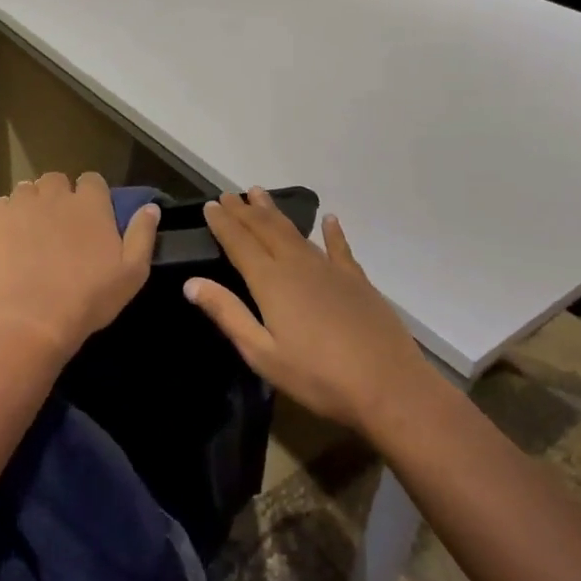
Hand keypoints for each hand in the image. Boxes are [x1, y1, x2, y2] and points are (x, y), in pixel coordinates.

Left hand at [0, 171, 159, 359]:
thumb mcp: (132, 272)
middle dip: (58, 197)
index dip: (91, 196)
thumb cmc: (90, 297)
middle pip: (56, 180)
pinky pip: (0, 205)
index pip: (92, 180)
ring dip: (31, 204)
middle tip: (58, 226)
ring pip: (27, 190)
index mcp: (91, 203)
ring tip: (30, 232)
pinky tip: (8, 239)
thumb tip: (151, 207)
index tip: (89, 218)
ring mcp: (22, 203)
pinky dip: (5, 216)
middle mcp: (56, 194)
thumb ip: (142, 234)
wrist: (33, 318)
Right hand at [184, 189, 430, 432]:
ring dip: (275, 212)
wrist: (388, 386)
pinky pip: (340, 247)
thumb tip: (191, 283)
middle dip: (244, 211)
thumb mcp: (262, 354)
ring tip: (259, 194)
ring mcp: (331, 270)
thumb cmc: (318, 377)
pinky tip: (329, 220)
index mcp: (271, 282)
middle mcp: (298, 265)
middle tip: (228, 194)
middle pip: (266, 229)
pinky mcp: (357, 281)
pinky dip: (332, 232)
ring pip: (296, 232)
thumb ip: (228, 314)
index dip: (223, 223)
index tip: (210, 205)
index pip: (239, 243)